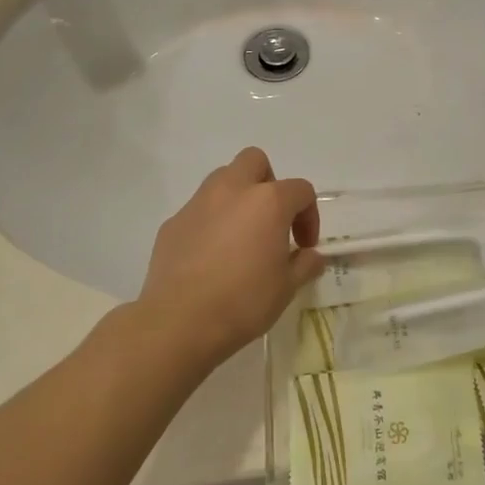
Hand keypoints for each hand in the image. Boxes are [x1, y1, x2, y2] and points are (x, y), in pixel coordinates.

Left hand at [134, 148, 322, 374]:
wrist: (179, 323)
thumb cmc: (243, 302)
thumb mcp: (287, 287)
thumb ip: (304, 264)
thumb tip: (311, 256)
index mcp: (268, 201)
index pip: (300, 190)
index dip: (309, 216)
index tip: (304, 246)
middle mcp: (233, 191)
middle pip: (255, 161)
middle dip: (268, 183)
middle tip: (271, 220)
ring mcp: (198, 204)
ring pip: (222, 179)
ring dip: (237, 197)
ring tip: (240, 235)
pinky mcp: (173, 223)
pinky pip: (198, 210)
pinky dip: (210, 222)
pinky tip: (210, 256)